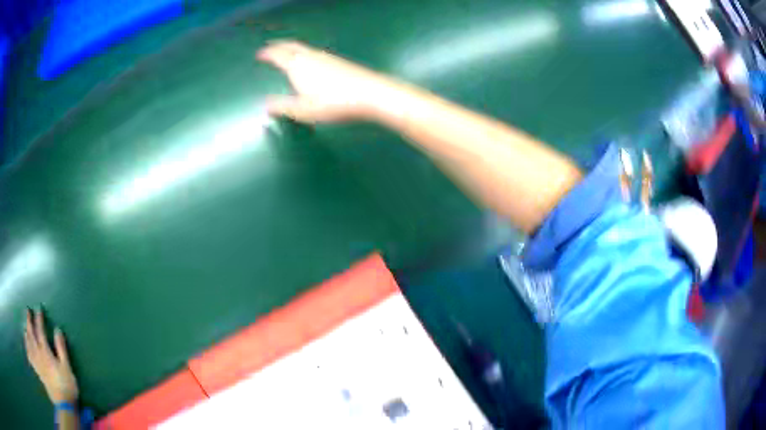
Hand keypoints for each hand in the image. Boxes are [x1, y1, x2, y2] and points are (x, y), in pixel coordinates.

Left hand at [24, 309, 78, 403]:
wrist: (63, 404)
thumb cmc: (66, 385)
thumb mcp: (66, 368)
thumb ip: (61, 348)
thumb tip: (57, 330)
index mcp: (45, 351)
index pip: (39, 330)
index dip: (39, 319)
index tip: (38, 309)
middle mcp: (37, 352)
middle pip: (31, 333)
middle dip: (29, 321)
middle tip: (28, 311)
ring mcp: (36, 361)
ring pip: (28, 342)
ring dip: (26, 332)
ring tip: (26, 327)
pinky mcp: (37, 370)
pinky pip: (29, 355)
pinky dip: (26, 347)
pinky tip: (26, 345)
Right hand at [256, 40, 398, 122]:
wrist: (369, 93)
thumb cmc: (332, 103)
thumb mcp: (303, 110)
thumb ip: (282, 106)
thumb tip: (266, 105)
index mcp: (297, 65)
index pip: (278, 55)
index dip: (268, 53)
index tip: (260, 53)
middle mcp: (310, 56)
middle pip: (291, 46)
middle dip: (279, 46)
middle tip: (271, 47)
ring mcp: (326, 57)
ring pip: (304, 48)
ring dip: (292, 48)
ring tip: (287, 53)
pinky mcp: (339, 61)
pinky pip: (315, 53)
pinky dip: (305, 53)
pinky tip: (311, 61)